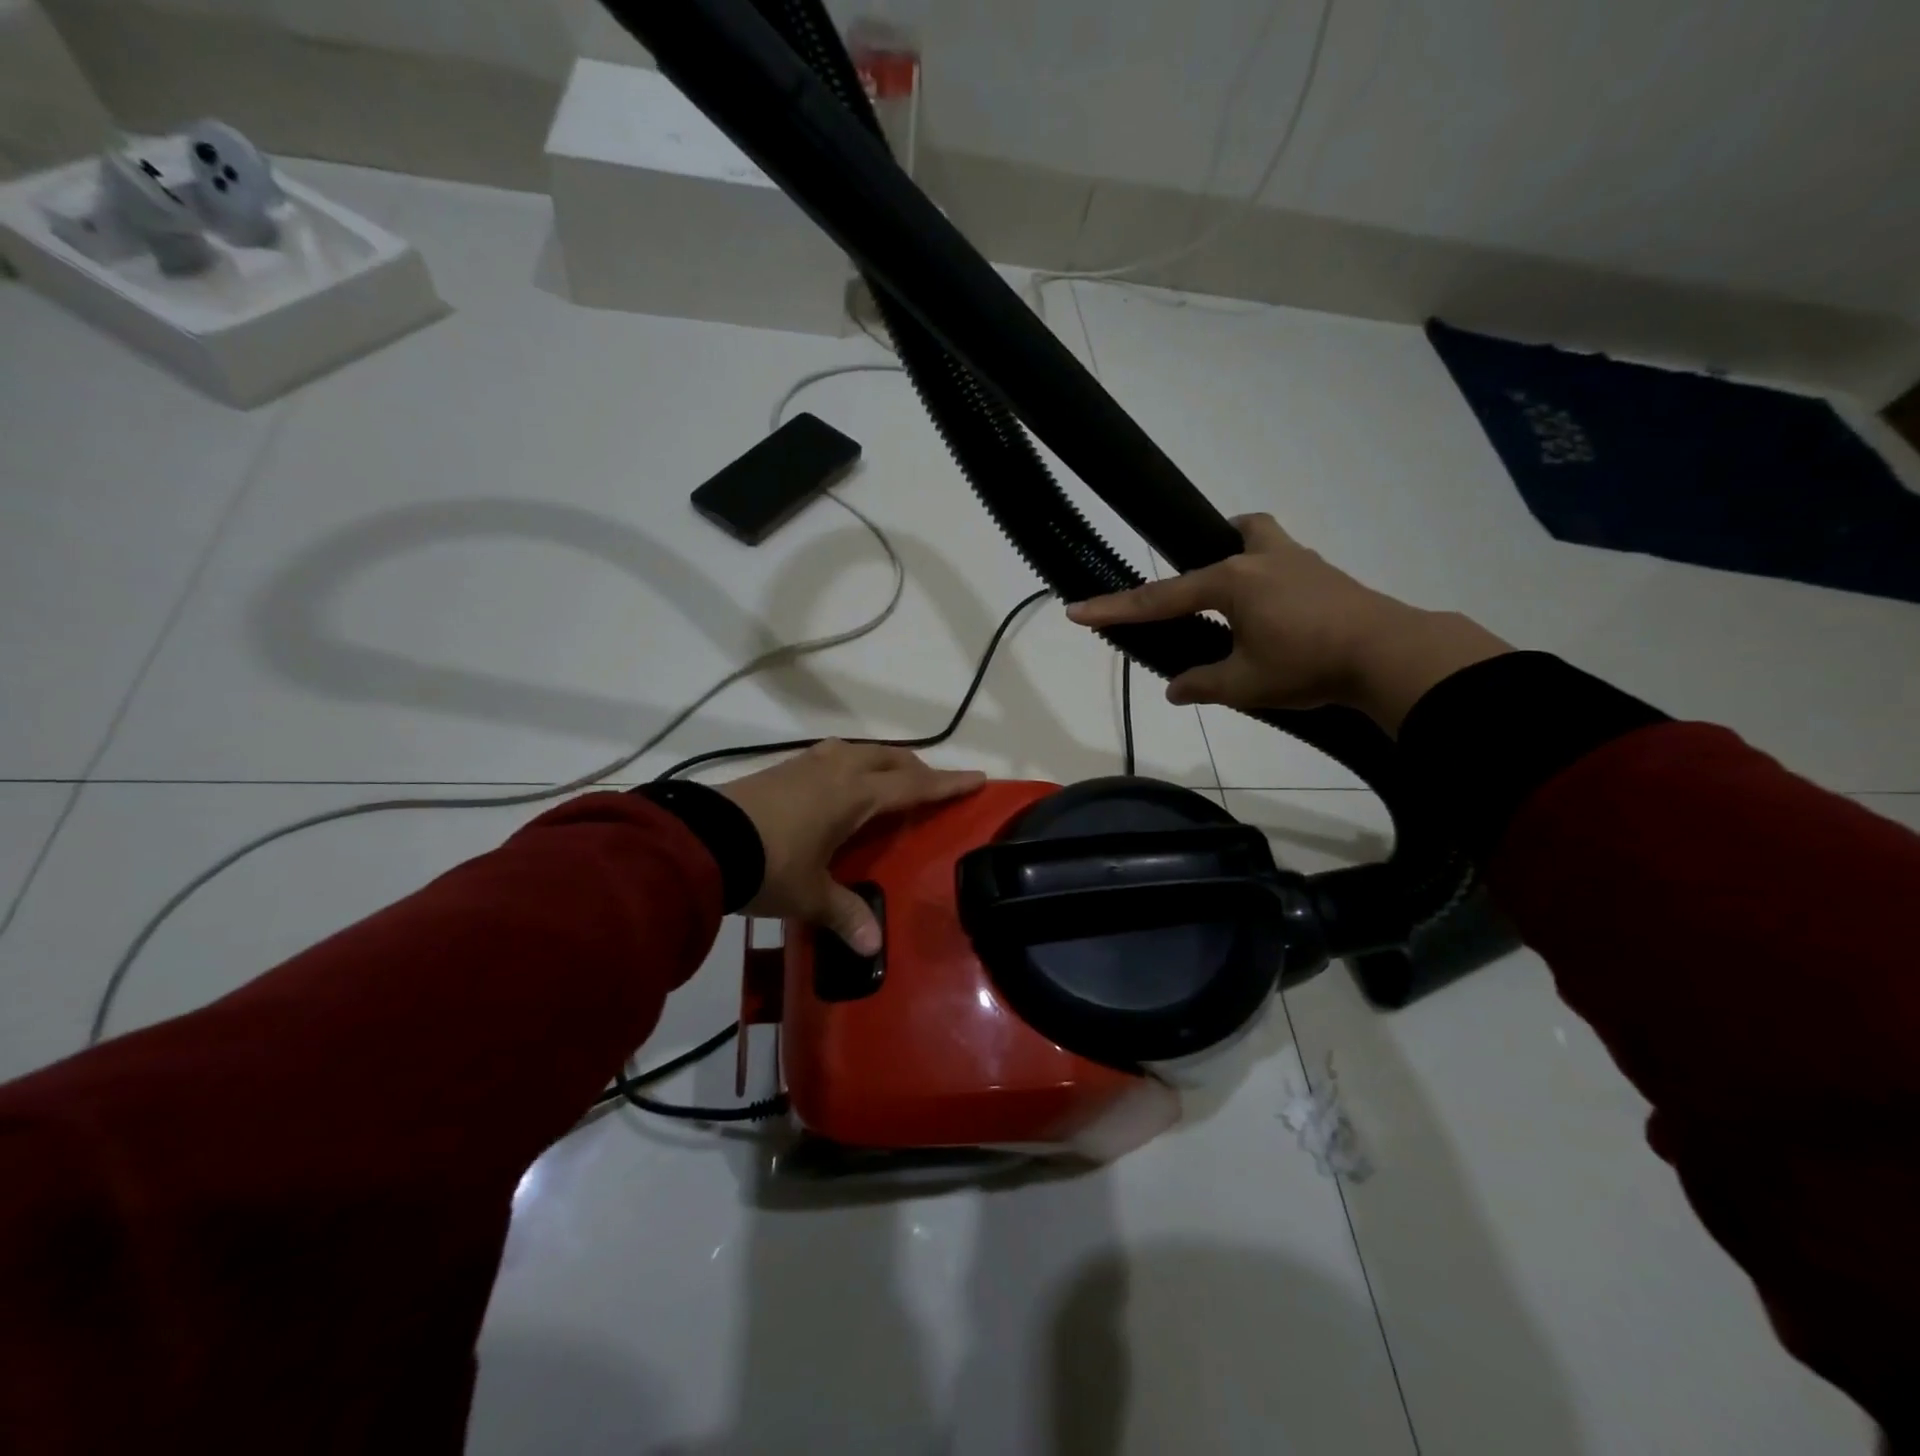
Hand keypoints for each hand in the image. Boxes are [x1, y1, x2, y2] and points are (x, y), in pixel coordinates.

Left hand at [720, 741, 983, 953]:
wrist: (703, 841)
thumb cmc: (769, 865)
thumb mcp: (810, 896)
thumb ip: (844, 916)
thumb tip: (872, 949)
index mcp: (856, 795)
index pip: (914, 786)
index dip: (947, 784)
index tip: (977, 777)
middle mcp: (838, 771)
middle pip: (890, 759)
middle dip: (916, 769)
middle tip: (931, 785)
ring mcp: (807, 764)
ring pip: (860, 751)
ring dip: (882, 761)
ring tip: (889, 779)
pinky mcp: (783, 768)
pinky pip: (834, 757)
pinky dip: (853, 764)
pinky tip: (840, 782)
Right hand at [1067, 513, 1509, 731]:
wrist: (1389, 654)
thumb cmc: (1307, 664)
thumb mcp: (1244, 684)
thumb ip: (1202, 684)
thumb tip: (1174, 688)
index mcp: (1231, 581)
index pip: (1160, 598)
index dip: (1116, 608)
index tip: (1076, 610)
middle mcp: (1261, 559)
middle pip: (1225, 536)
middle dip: (1202, 552)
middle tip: (1196, 588)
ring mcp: (1299, 561)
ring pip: (1260, 538)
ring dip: (1241, 555)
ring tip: (1236, 598)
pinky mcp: (1325, 574)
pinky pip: (1284, 560)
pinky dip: (1269, 579)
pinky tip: (1274, 614)